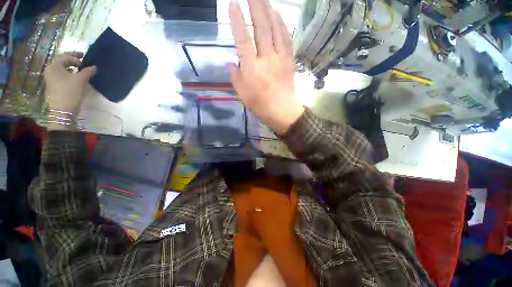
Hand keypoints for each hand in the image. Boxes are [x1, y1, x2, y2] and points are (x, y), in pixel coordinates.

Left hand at [44, 52, 96, 113]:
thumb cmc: (70, 91)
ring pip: (63, 70)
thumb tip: (94, 66)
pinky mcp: (54, 86)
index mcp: (54, 66)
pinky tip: (77, 79)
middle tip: (84, 64)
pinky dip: (70, 75)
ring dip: (72, 69)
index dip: (76, 56)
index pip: (66, 56)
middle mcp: (51, 70)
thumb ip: (88, 71)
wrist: (63, 110)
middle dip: (74, 62)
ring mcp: (51, 79)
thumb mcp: (81, 79)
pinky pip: (62, 76)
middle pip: (63, 62)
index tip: (86, 60)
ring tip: (82, 72)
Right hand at [229, 0, 303, 134]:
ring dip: (269, 11)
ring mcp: (280, 58)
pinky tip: (279, 16)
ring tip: (264, 0)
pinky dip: (282, 25)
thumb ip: (235, 76)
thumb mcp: (242, 94)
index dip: (237, 20)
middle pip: (261, 27)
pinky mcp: (289, 60)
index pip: (243, 39)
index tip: (233, 4)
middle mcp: (266, 59)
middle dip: (256, 6)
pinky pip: (287, 38)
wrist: (282, 111)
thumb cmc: (260, 105)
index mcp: (251, 68)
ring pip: (275, 29)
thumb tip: (231, 62)